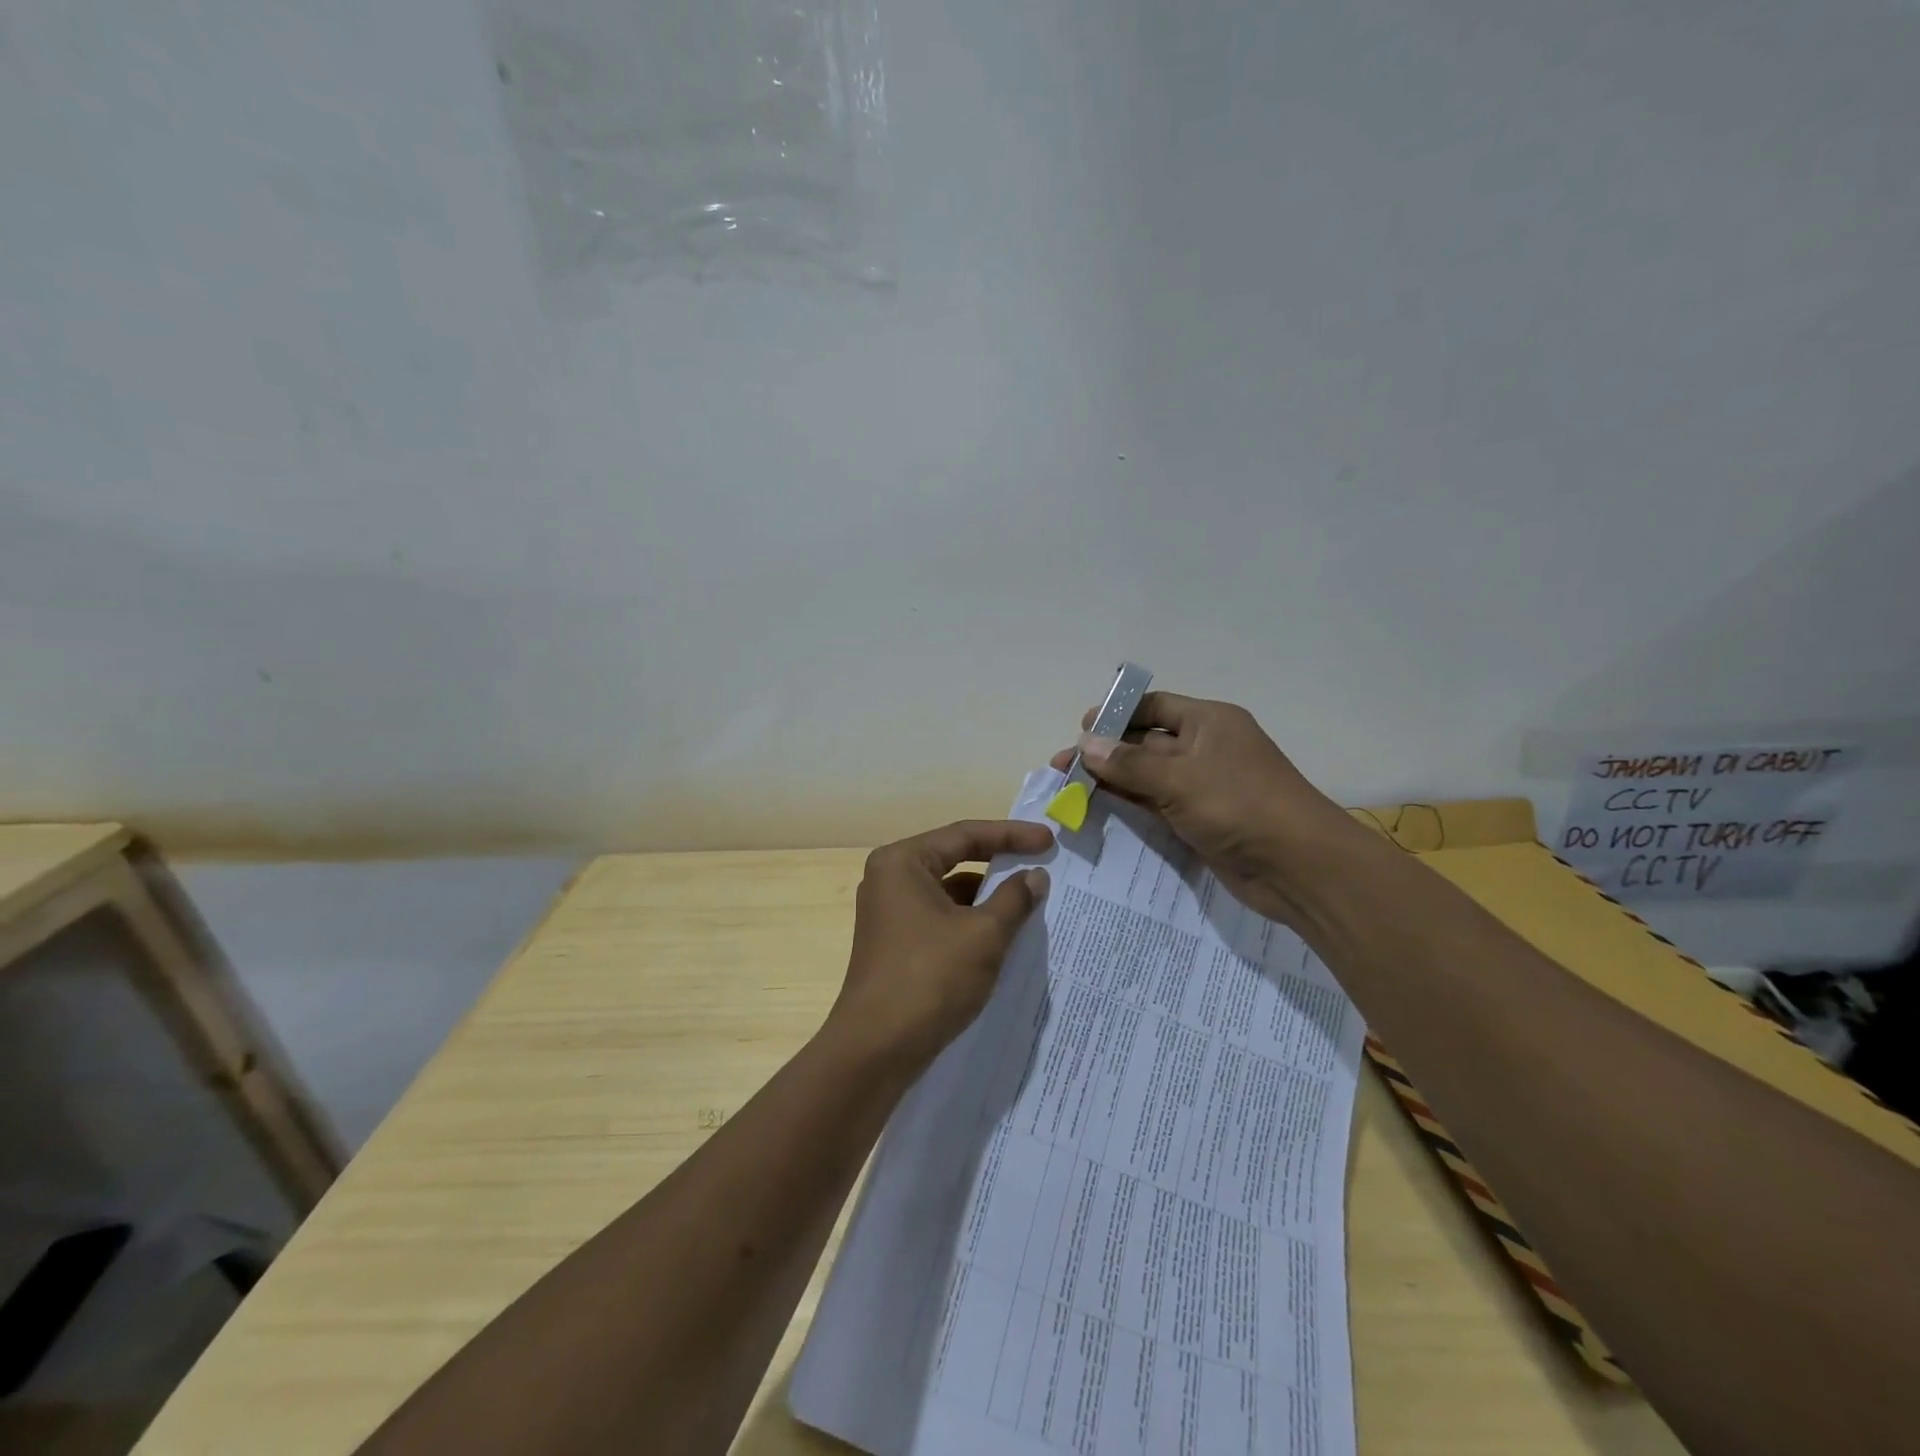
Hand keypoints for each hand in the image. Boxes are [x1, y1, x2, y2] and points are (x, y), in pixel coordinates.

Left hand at [828, 820, 1053, 1069]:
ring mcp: (889, 913)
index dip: (1011, 835)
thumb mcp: (984, 935)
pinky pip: (940, 917)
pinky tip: (1002, 934)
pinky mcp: (895, 943)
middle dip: (999, 862)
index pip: (965, 835)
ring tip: (1029, 901)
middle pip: (954, 858)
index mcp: (902, 862)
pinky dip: (971, 920)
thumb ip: (1014, 899)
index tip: (1049, 840)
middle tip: (1041, 863)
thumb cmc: (930, 978)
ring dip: (987, 895)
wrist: (877, 1049)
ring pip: (948, 891)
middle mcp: (890, 879)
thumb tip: (1035, 877)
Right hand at [1049, 693, 1362, 925]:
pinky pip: (1157, 805)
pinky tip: (1098, 809)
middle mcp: (1205, 748)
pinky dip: (1130, 805)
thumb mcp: (1179, 778)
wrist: (1297, 867)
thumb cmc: (1240, 805)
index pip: (1154, 707)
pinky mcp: (1200, 820)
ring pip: (1148, 777)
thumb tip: (1085, 744)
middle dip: (1106, 752)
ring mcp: (1203, 786)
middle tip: (1063, 766)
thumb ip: (1129, 763)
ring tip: (1069, 789)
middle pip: (1146, 743)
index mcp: (1209, 722)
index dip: (1117, 714)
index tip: (1081, 729)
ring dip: (1112, 781)